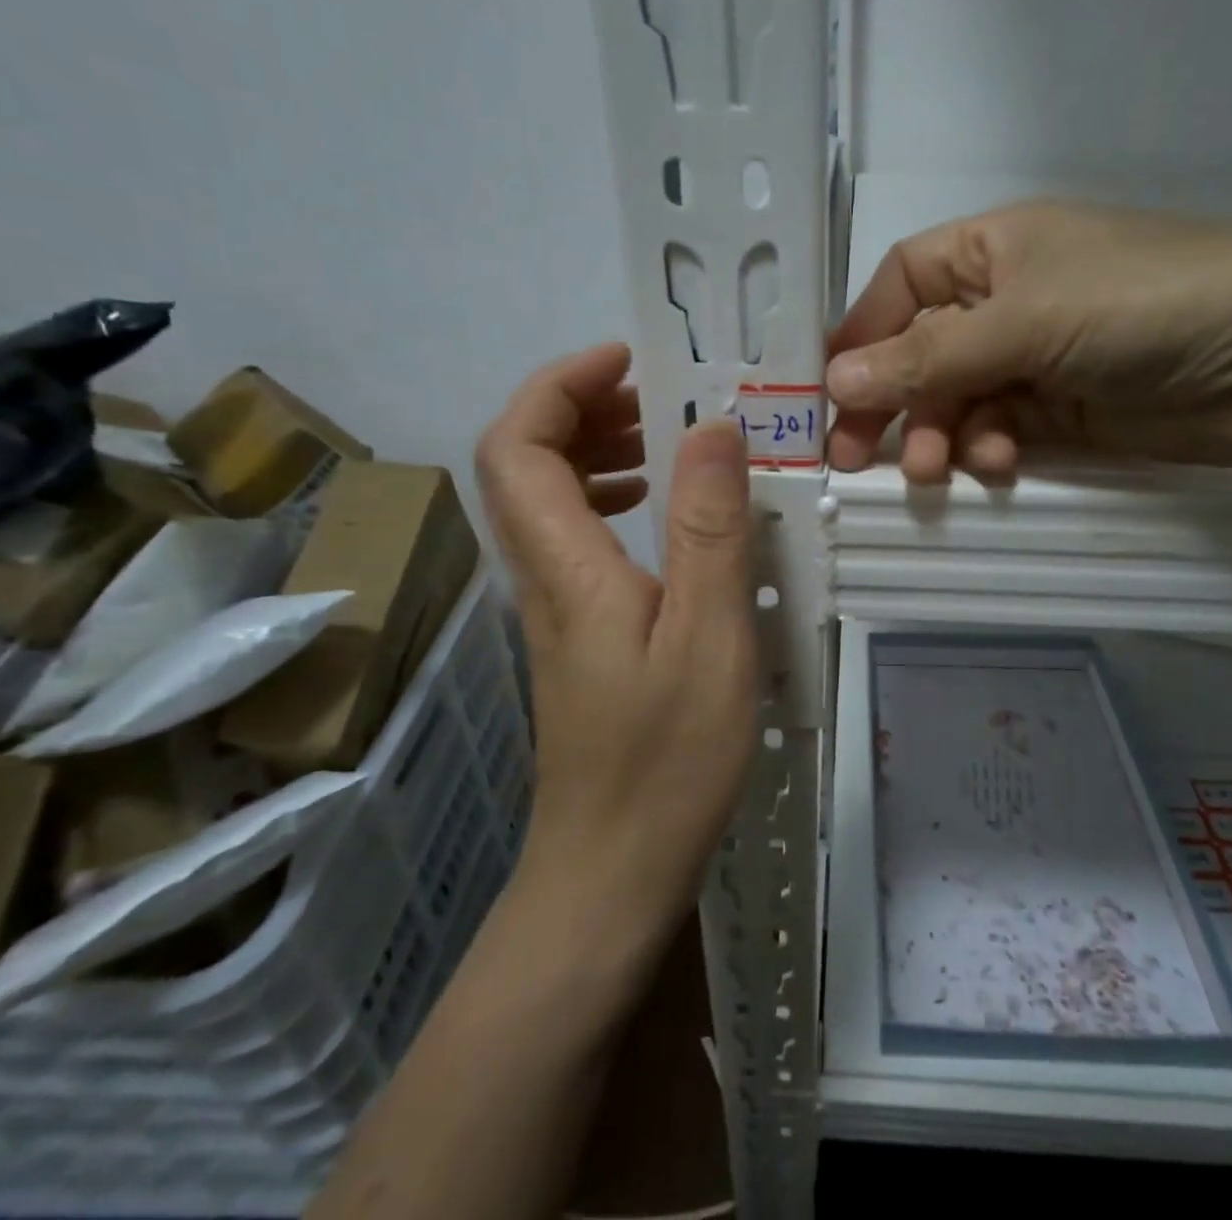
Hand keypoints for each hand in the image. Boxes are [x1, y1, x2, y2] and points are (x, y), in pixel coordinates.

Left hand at [475, 343, 755, 949]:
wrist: (612, 870)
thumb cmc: (667, 759)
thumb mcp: (709, 637)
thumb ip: (709, 529)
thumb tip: (712, 428)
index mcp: (566, 566)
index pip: (519, 445)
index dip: (560, 386)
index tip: (628, 361)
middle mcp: (542, 576)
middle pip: (520, 464)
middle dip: (578, 409)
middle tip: (654, 397)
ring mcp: (553, 607)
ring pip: (544, 502)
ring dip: (592, 453)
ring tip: (662, 442)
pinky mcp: (574, 634)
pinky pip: (574, 540)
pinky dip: (607, 503)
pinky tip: (658, 518)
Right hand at [825, 198, 1231, 481]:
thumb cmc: (1140, 304)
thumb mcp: (1023, 321)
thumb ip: (927, 357)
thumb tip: (833, 382)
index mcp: (993, 249)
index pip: (900, 283)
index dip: (862, 333)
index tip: (827, 390)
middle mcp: (1007, 299)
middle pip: (920, 350)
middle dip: (891, 401)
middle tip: (856, 456)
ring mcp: (1036, 356)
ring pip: (956, 399)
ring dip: (940, 434)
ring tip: (936, 469)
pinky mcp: (1063, 409)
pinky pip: (999, 429)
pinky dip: (989, 449)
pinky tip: (999, 464)